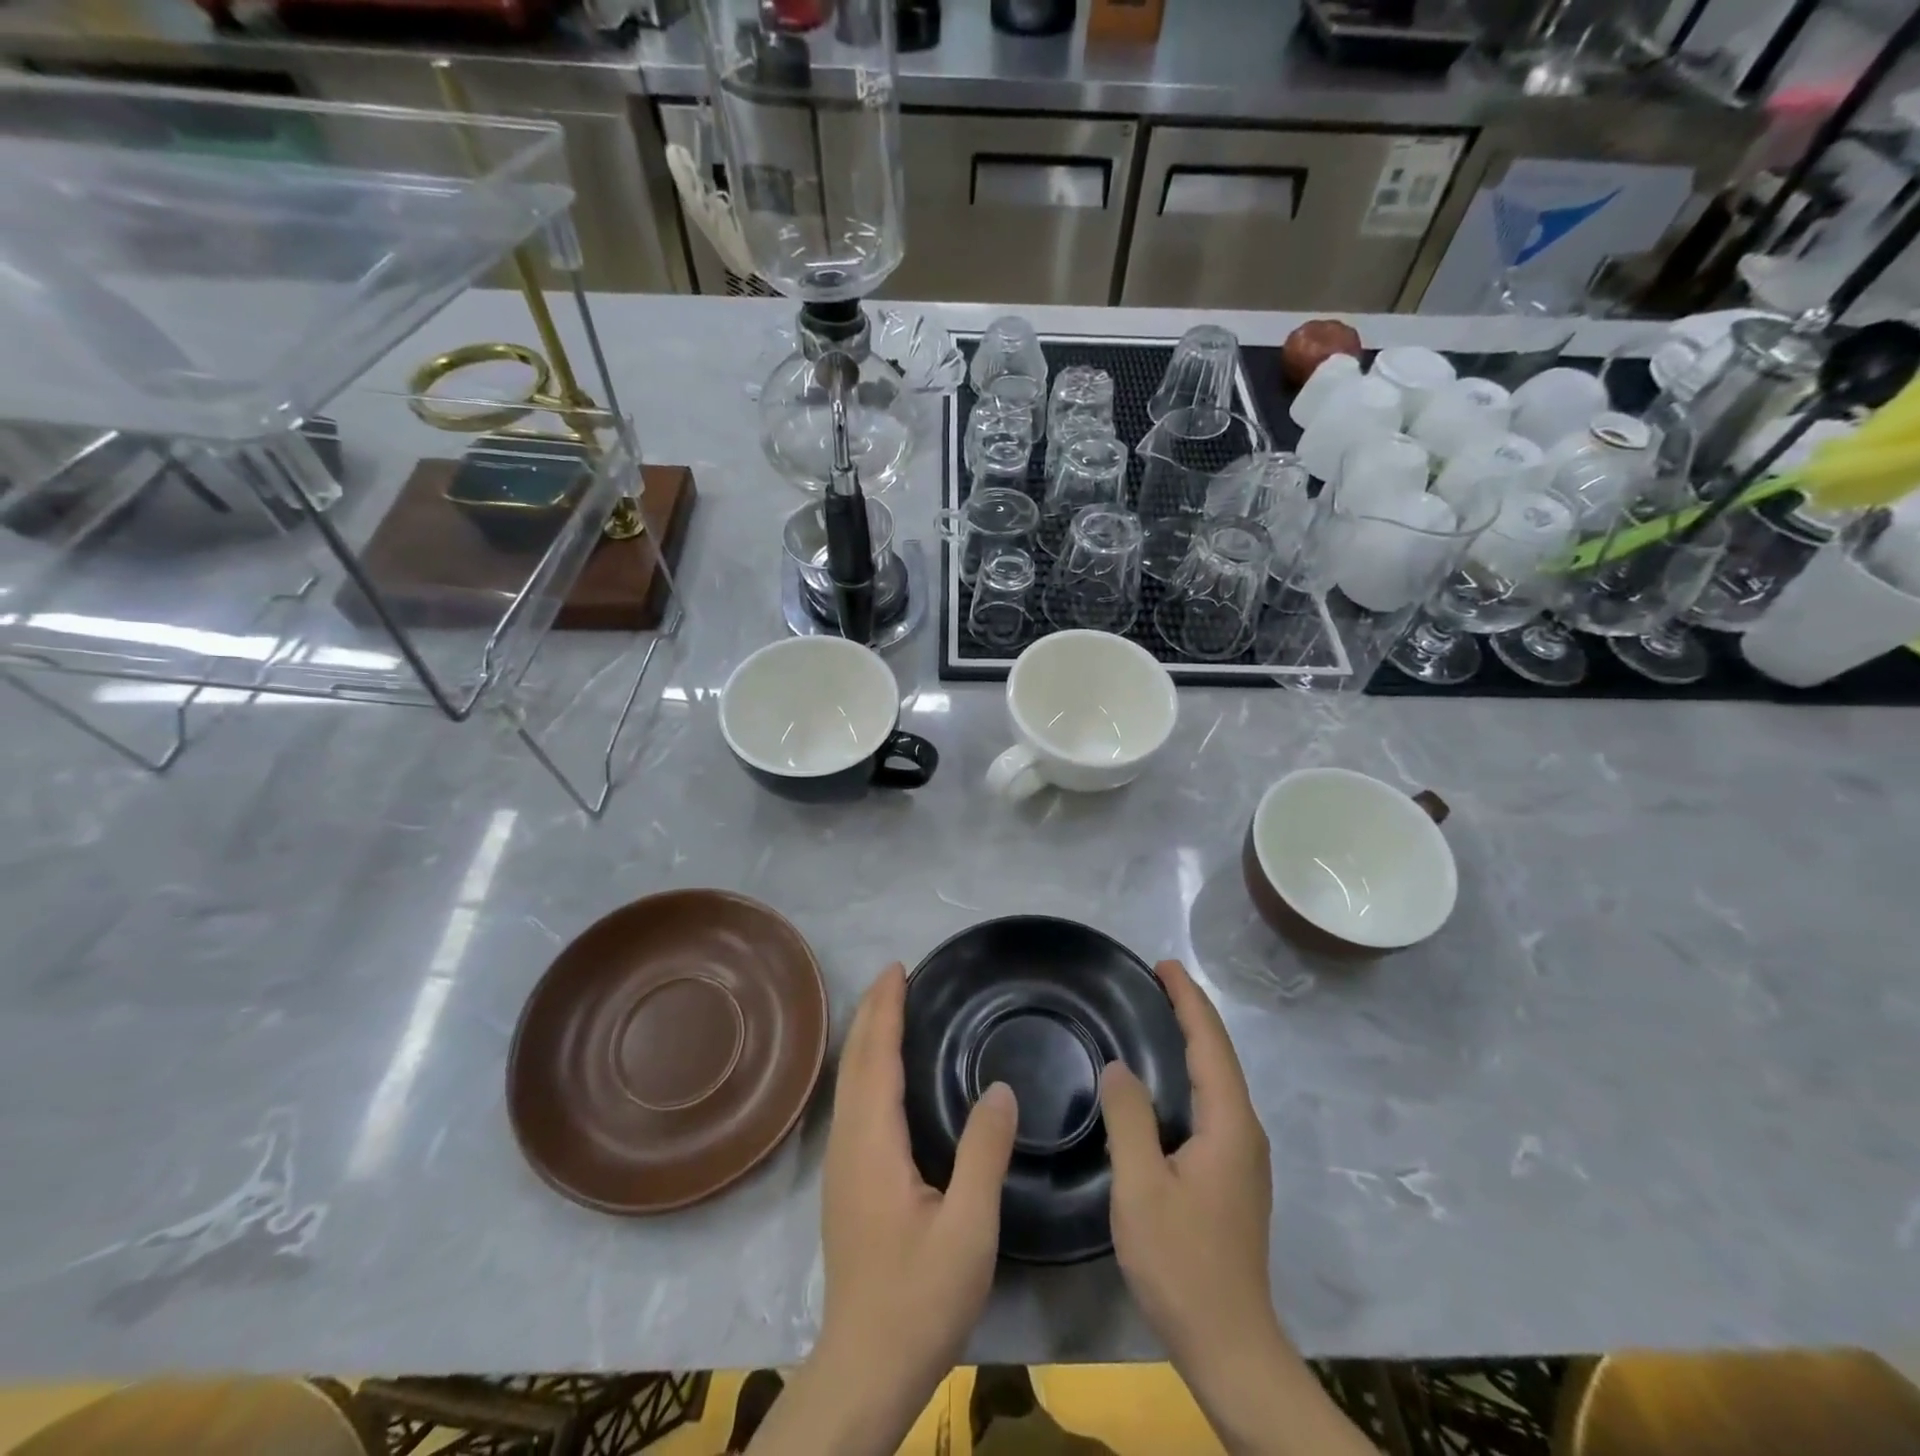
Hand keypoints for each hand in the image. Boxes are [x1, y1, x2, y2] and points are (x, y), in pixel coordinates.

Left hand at [807, 963, 1017, 1448]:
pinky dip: (868, 1068)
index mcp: (873, 1143)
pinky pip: (854, 1103)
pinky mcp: (846, 1184)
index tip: (898, 969)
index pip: (875, 1057)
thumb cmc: (919, 1297)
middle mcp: (848, 1144)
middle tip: (897, 976)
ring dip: (868, 1039)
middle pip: (855, 1062)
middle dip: (873, 1013)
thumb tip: (1001, 1087)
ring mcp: (842, 1165)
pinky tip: (886, 1076)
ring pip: (849, 1083)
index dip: (885, 1010)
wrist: (865, 1367)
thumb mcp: (968, 1228)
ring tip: (891, 1010)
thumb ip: (984, 1153)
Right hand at [1100, 959, 1279, 1372]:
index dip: (1188, 1000)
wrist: (1229, 1344)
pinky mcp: (1232, 1176)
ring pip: (1218, 1081)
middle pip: (1220, 1056)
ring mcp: (1243, 1157)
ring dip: (1192, 1043)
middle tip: (1156, 982)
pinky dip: (1191, 1074)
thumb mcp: (1141, 1186)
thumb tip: (1119, 1067)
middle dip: (1191, 1013)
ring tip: (1158, 1017)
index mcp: (1229, 1124)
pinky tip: (1164, 1083)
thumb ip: (1129, 1119)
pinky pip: (1212, 1105)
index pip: (1211, 1043)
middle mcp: (1245, 1131)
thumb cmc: (1181, 1262)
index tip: (1164, 965)